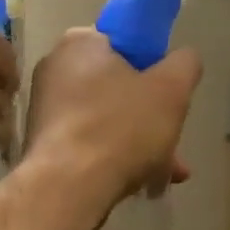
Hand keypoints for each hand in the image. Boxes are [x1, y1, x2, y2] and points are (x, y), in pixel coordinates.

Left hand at [22, 28, 200, 210]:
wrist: (67, 189)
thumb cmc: (121, 128)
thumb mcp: (170, 90)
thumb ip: (185, 65)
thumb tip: (184, 58)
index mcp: (80, 43)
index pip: (124, 41)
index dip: (153, 65)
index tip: (169, 92)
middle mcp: (55, 68)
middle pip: (118, 85)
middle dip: (151, 115)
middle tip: (173, 141)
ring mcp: (46, 107)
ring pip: (107, 118)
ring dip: (139, 141)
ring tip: (166, 172)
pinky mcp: (44, 142)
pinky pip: (89, 141)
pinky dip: (115, 156)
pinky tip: (141, 183)